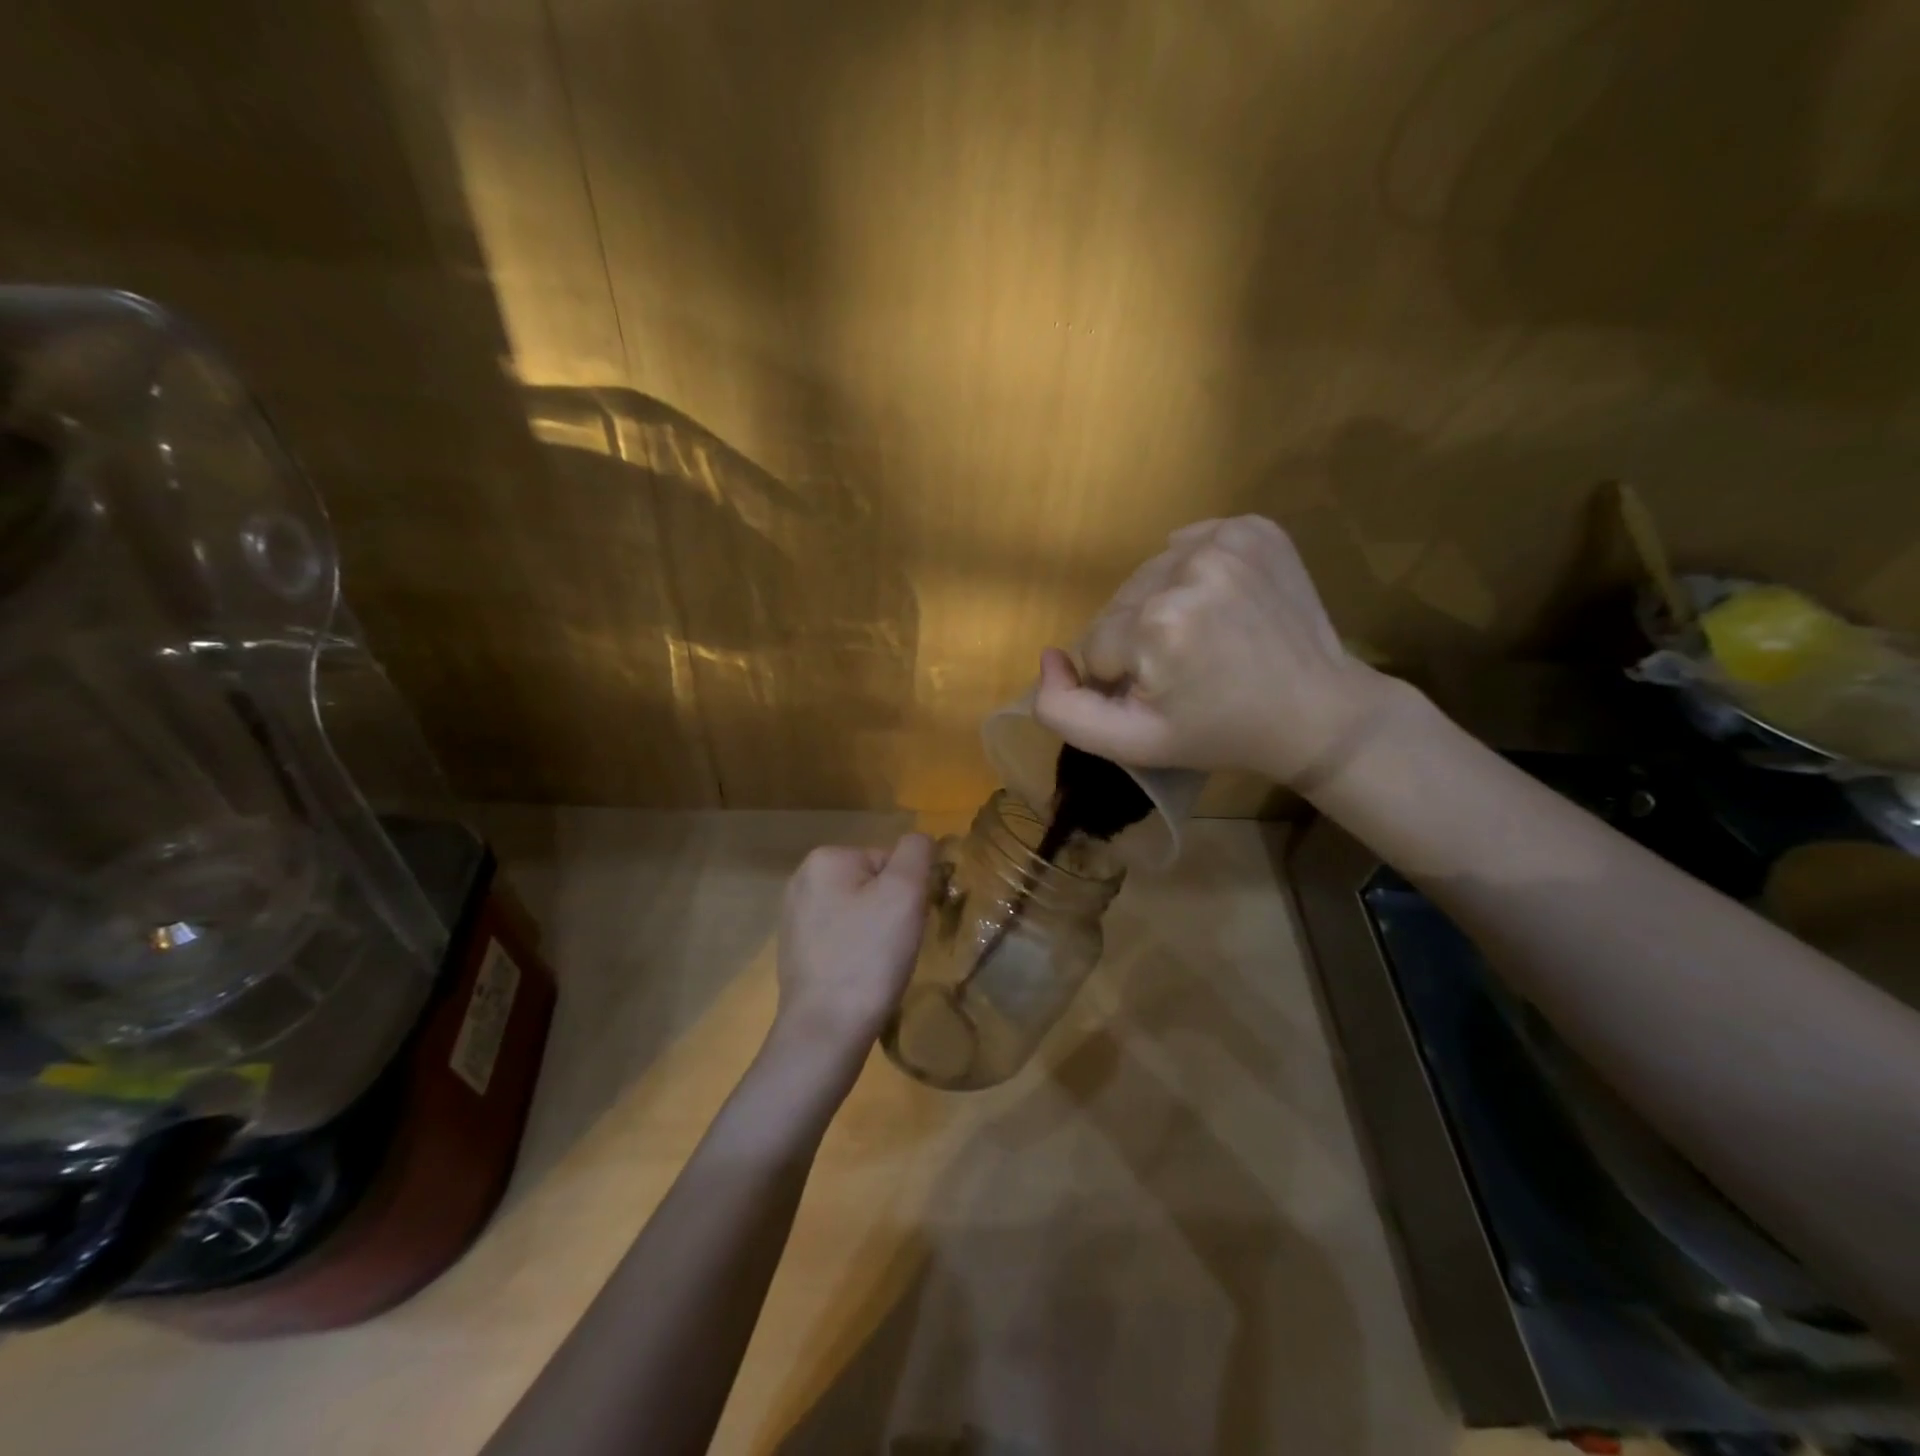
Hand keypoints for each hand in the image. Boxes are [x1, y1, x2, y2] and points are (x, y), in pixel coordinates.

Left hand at [771, 834, 935, 1066]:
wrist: (826, 1029)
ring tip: (879, 964)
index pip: (889, 860)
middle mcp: (802, 879)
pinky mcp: (795, 951)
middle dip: (891, 910)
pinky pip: (841, 938)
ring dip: (875, 932)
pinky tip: (859, 976)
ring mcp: (794, 917)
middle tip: (896, 946)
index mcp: (825, 858)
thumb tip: (920, 840)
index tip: (907, 924)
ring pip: (858, 912)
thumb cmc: (869, 955)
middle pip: (872, 884)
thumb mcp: (905, 892)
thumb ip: (916, 852)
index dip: (908, 891)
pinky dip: (856, 952)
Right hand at [1033, 515, 1395, 782]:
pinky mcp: (1253, 527)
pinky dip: (1190, 574)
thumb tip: (1049, 657)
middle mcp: (1188, 567)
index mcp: (1157, 624)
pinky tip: (1218, 606)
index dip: (1120, 676)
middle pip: (1119, 604)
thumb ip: (1064, 710)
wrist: (1315, 710)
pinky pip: (1187, 545)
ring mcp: (1225, 540)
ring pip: (1148, 575)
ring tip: (1202, 638)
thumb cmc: (1219, 733)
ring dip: (1160, 605)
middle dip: (1137, 639)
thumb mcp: (1132, 744)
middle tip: (1184, 670)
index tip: (1163, 694)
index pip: (1096, 645)